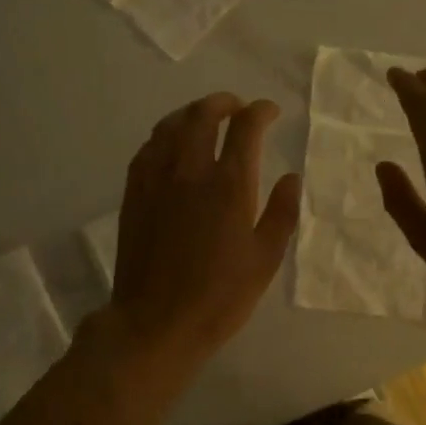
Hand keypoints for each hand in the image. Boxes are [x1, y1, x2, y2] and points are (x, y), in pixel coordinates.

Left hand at [111, 93, 301, 368]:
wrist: (156, 323)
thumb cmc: (219, 297)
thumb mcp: (265, 260)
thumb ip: (282, 213)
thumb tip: (291, 177)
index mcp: (229, 185)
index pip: (245, 127)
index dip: (261, 111)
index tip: (270, 112)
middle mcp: (190, 171)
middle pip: (203, 114)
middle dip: (224, 102)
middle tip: (238, 107)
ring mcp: (156, 179)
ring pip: (171, 125)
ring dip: (192, 112)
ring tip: (206, 117)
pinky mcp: (134, 193)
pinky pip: (148, 147)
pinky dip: (165, 134)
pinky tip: (171, 143)